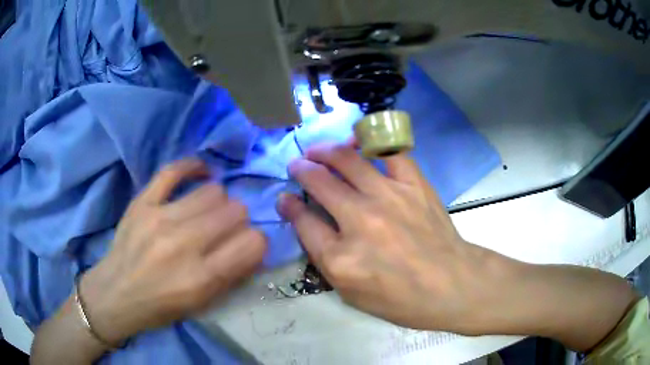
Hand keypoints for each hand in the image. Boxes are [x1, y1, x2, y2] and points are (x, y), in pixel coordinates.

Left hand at [81, 159, 266, 343]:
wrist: (115, 294)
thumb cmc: (161, 307)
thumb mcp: (201, 304)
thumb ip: (231, 275)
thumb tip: (253, 245)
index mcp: (201, 278)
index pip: (253, 243)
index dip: (257, 242)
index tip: (249, 245)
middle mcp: (184, 245)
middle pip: (235, 210)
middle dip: (239, 221)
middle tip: (226, 230)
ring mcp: (160, 218)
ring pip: (212, 191)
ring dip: (218, 202)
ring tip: (207, 212)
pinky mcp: (142, 202)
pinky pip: (174, 170)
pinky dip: (193, 167)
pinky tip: (201, 173)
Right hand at [277, 142, 513, 334]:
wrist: (451, 285)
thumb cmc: (400, 298)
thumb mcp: (350, 292)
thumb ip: (323, 256)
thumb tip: (302, 218)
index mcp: (341, 258)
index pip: (303, 221)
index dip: (289, 206)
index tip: (285, 198)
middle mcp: (360, 221)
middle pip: (320, 183)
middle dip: (301, 169)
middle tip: (297, 164)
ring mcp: (389, 198)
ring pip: (348, 161)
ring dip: (326, 151)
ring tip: (318, 149)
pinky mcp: (414, 185)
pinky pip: (390, 153)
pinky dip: (372, 142)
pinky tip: (360, 142)